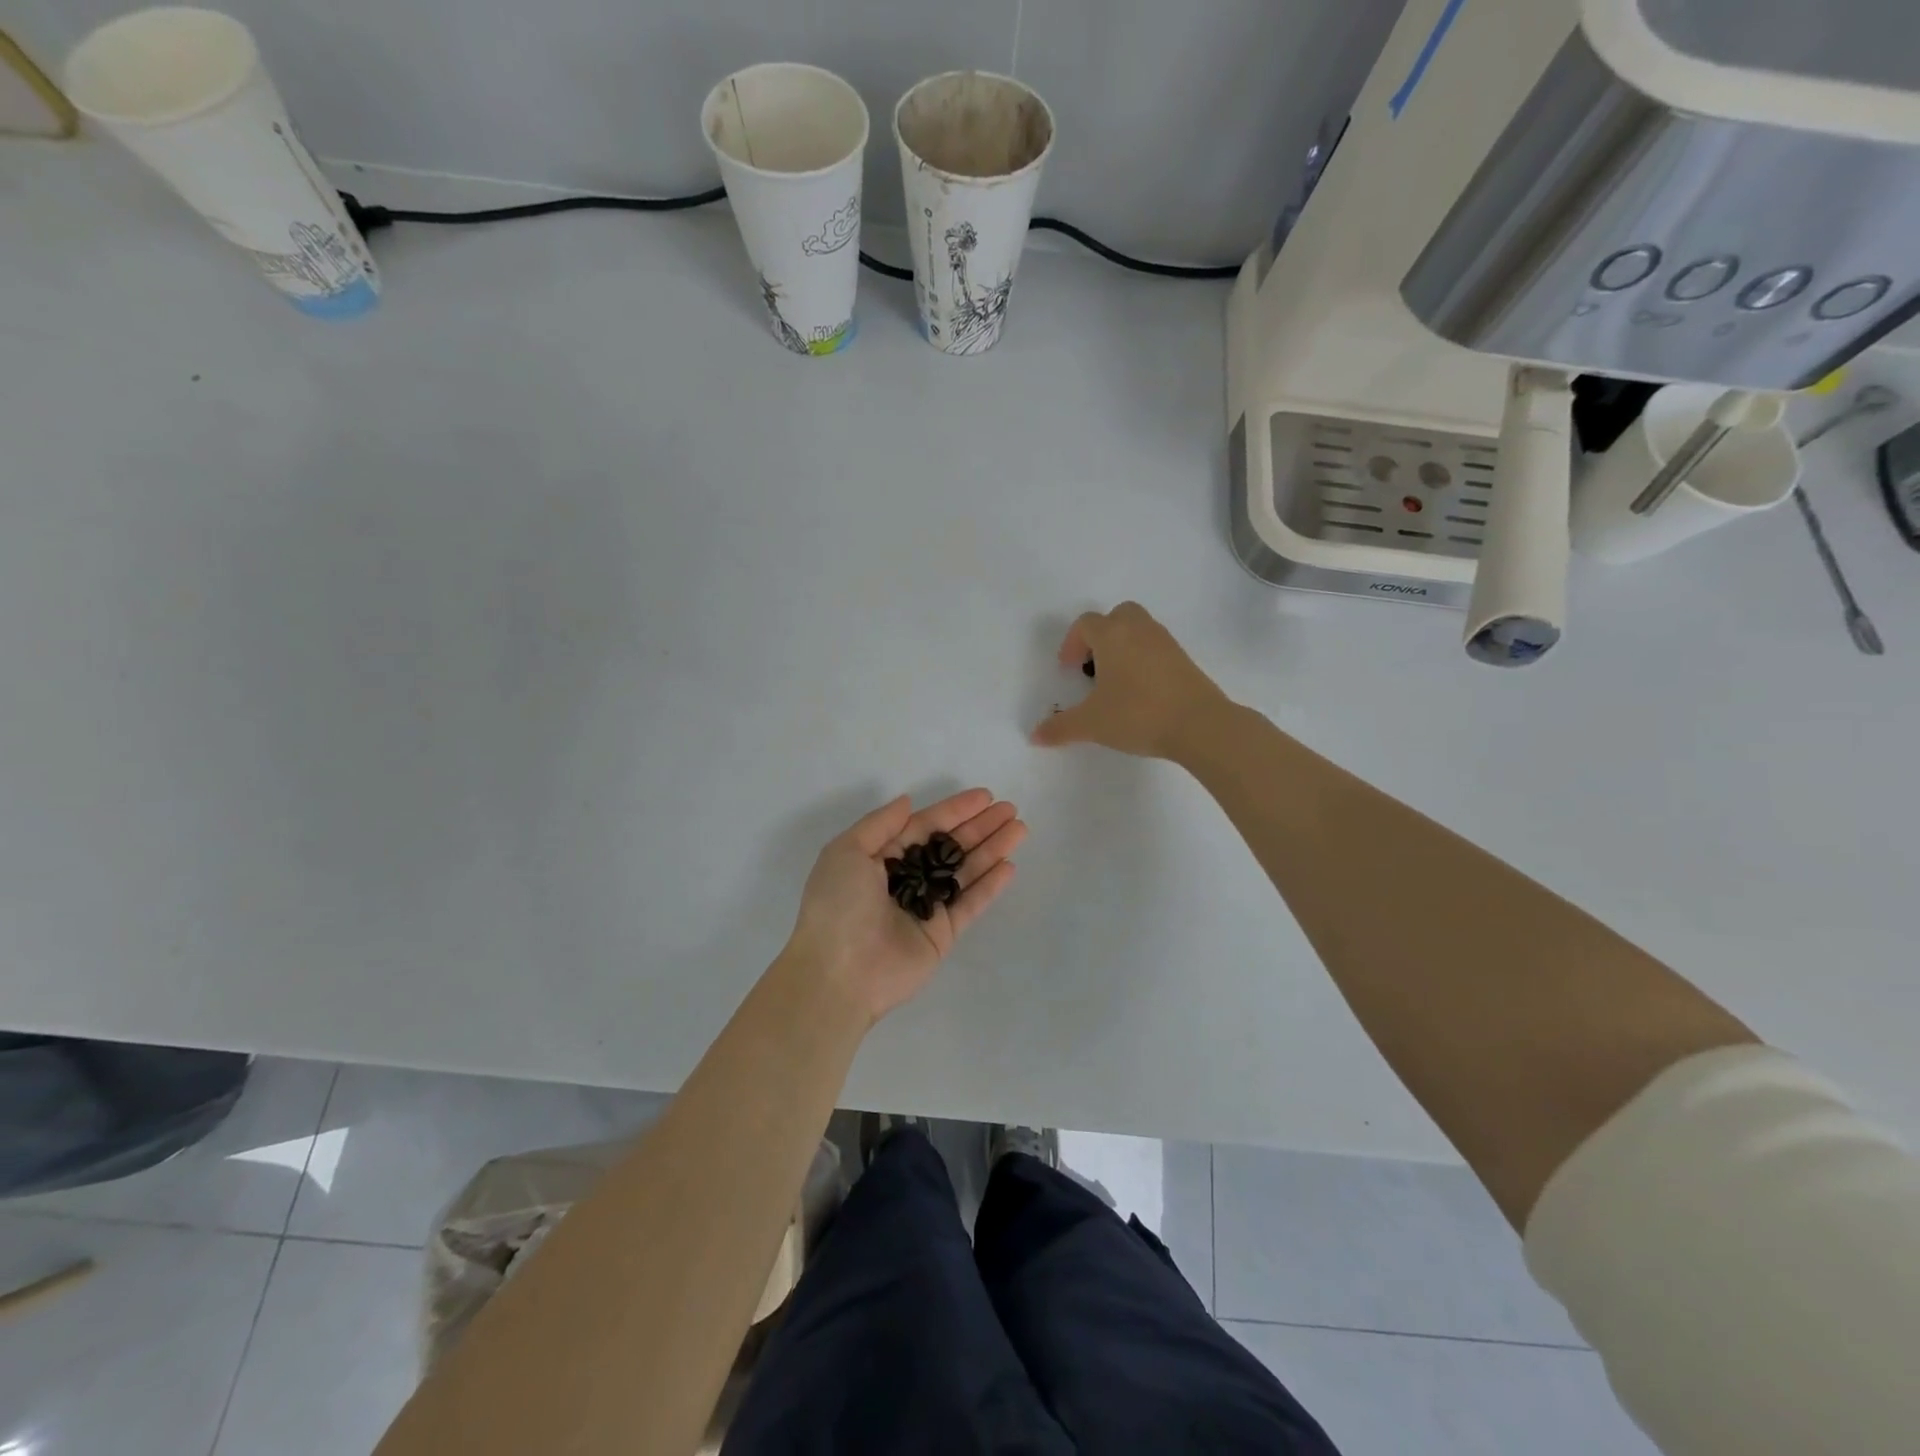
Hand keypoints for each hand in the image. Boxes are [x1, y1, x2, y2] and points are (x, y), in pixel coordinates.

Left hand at [787, 789, 1025, 1024]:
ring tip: (1019, 829)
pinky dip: (989, 886)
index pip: (924, 826)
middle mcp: (906, 879)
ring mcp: (926, 907)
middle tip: (1010, 810)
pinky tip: (1009, 866)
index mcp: (880, 857)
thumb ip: (880, 824)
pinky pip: (969, 904)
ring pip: (965, 872)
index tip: (985, 796)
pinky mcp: (942, 935)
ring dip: (991, 850)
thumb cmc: (838, 904)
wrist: (838, 973)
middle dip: (980, 827)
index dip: (954, 810)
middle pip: (949, 846)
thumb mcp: (847, 851)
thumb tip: (907, 801)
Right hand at [1030, 602, 1230, 759]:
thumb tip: (1035, 736)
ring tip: (1115, 680)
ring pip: (1139, 629)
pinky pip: (1156, 647)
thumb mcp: (1092, 724)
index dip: (1072, 643)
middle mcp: (1139, 630)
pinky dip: (1143, 658)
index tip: (1069, 669)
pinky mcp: (1185, 659)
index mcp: (1112, 636)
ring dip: (1123, 645)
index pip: (1086, 623)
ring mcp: (1166, 642)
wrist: (1200, 724)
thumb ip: (1061, 728)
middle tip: (1093, 665)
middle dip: (1101, 635)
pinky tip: (1140, 690)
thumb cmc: (1138, 714)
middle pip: (1117, 616)